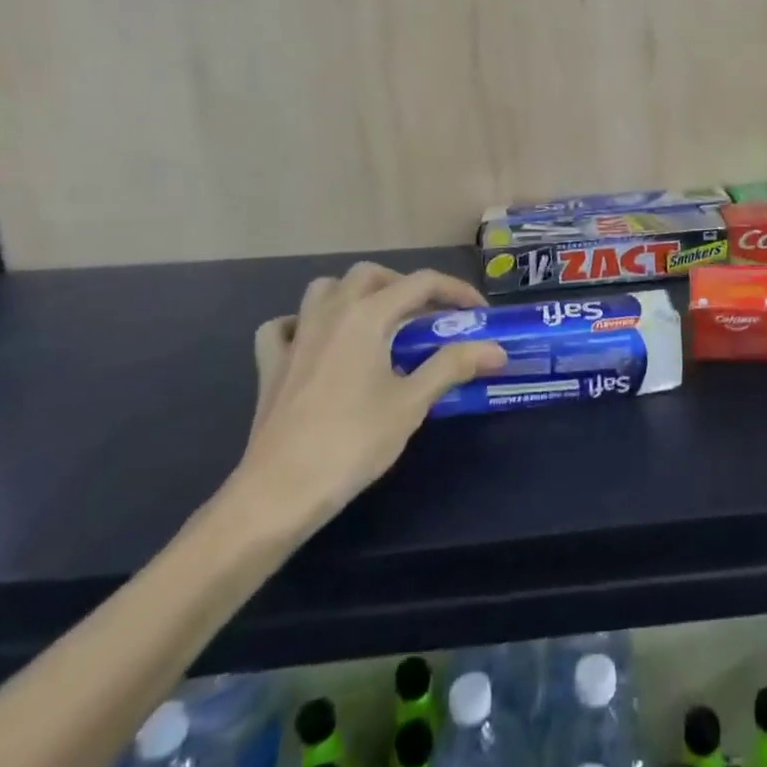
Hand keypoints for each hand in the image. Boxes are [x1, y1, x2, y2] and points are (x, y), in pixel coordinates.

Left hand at [231, 263, 505, 541]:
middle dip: (403, 285)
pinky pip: (285, 326)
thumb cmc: (352, 443)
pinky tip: (317, 343)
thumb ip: (453, 366)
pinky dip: (303, 324)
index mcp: (367, 315)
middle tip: (426, 317)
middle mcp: (330, 312)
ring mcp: (296, 336)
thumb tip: (495, 349)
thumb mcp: (412, 404)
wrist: (279, 492)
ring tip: (377, 323)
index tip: (479, 313)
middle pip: (370, 275)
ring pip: (325, 289)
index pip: (421, 283)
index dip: (456, 291)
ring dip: (354, 294)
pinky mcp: (271, 364)